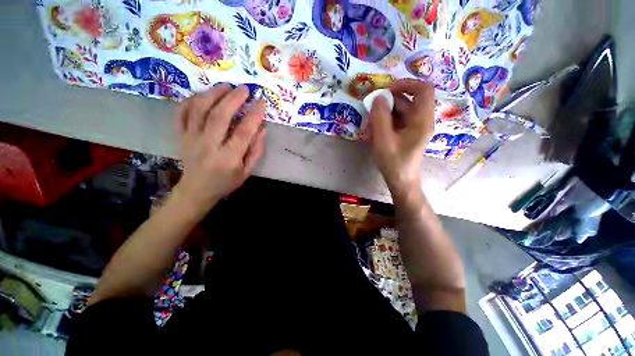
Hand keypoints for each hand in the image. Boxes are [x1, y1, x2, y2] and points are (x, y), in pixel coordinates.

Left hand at [174, 85, 266, 213]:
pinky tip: (203, 94)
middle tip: (244, 89)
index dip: (254, 115)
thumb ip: (256, 150)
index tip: (261, 102)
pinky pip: (182, 113)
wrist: (196, 190)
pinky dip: (191, 100)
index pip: (243, 132)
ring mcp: (191, 139)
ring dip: (213, 94)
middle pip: (219, 116)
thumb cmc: (226, 182)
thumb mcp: (247, 171)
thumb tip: (262, 128)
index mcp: (228, 158)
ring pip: (199, 110)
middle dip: (233, 99)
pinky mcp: (180, 136)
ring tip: (226, 86)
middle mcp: (208, 146)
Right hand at [368, 79, 434, 195]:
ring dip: (384, 114)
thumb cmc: (393, 162)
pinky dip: (385, 122)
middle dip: (389, 102)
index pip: (423, 90)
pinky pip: (397, 120)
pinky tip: (374, 131)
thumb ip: (380, 117)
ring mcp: (415, 127)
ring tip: (371, 125)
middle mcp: (422, 120)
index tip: (387, 90)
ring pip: (401, 111)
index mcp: (422, 120)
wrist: (400, 180)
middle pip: (408, 100)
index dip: (406, 84)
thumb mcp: (383, 140)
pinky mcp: (408, 132)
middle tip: (372, 110)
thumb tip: (378, 97)